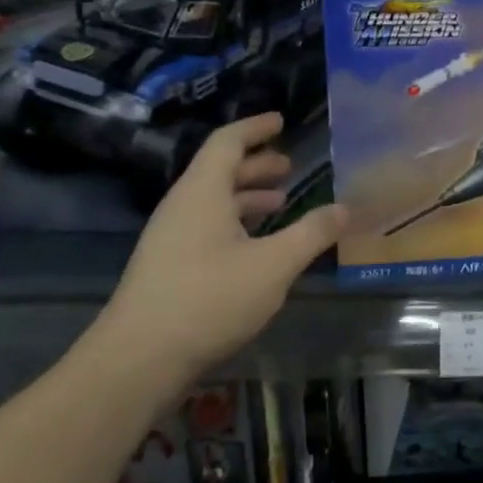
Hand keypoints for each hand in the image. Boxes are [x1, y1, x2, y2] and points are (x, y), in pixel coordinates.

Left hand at [92, 115, 346, 387]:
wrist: (137, 361)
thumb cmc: (208, 299)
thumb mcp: (274, 265)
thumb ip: (312, 233)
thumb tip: (345, 208)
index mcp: (201, 194)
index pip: (227, 143)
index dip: (255, 128)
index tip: (281, 121)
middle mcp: (182, 209)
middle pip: (219, 172)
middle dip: (257, 166)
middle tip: (290, 167)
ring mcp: (171, 240)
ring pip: (214, 204)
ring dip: (248, 197)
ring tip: (282, 203)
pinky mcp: (170, 269)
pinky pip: (208, 229)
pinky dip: (238, 225)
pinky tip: (261, 248)